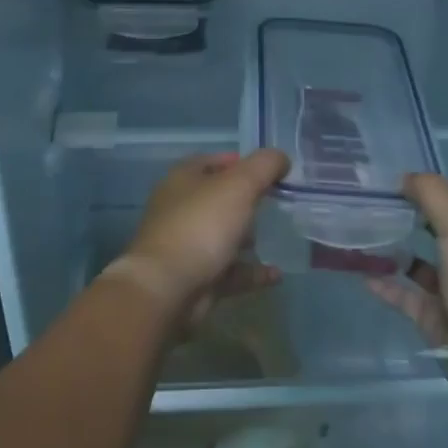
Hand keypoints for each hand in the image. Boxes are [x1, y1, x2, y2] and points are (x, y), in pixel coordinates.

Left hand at [113, 149, 289, 322]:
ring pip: (223, 235)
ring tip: (279, 236)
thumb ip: (264, 166)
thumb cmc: (201, 226)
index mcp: (184, 179)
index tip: (271, 170)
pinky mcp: (196, 278)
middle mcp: (181, 209)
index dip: (242, 161)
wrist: (167, 289)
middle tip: (278, 202)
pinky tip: (276, 274)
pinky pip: (231, 271)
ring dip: (248, 237)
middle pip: (219, 198)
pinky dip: (252, 271)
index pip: (214, 161)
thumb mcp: (239, 185)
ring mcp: (187, 245)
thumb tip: (281, 158)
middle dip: (247, 200)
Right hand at [368, 174, 447, 391]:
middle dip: (412, 221)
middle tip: (375, 210)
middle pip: (440, 232)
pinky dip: (388, 285)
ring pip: (423, 266)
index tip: (396, 187)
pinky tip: (363, 273)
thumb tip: (404, 178)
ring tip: (364, 239)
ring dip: (396, 253)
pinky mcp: (440, 319)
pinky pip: (408, 296)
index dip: (432, 192)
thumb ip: (431, 192)